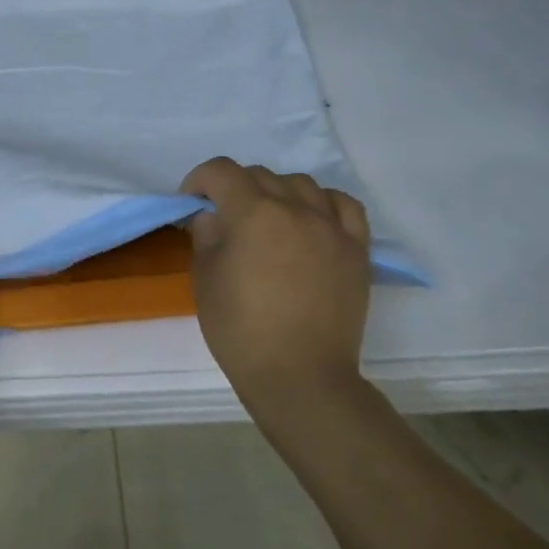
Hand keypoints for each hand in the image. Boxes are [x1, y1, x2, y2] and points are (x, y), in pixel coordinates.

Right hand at [181, 158, 375, 422]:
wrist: (300, 376)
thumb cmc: (241, 330)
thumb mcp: (205, 280)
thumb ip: (206, 237)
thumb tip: (212, 217)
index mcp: (253, 213)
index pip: (221, 172)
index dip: (199, 180)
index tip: (191, 203)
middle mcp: (295, 209)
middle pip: (260, 175)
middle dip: (234, 188)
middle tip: (224, 219)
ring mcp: (331, 227)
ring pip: (301, 184)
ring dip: (277, 192)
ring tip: (268, 220)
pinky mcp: (356, 249)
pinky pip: (344, 206)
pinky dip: (322, 203)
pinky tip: (311, 219)